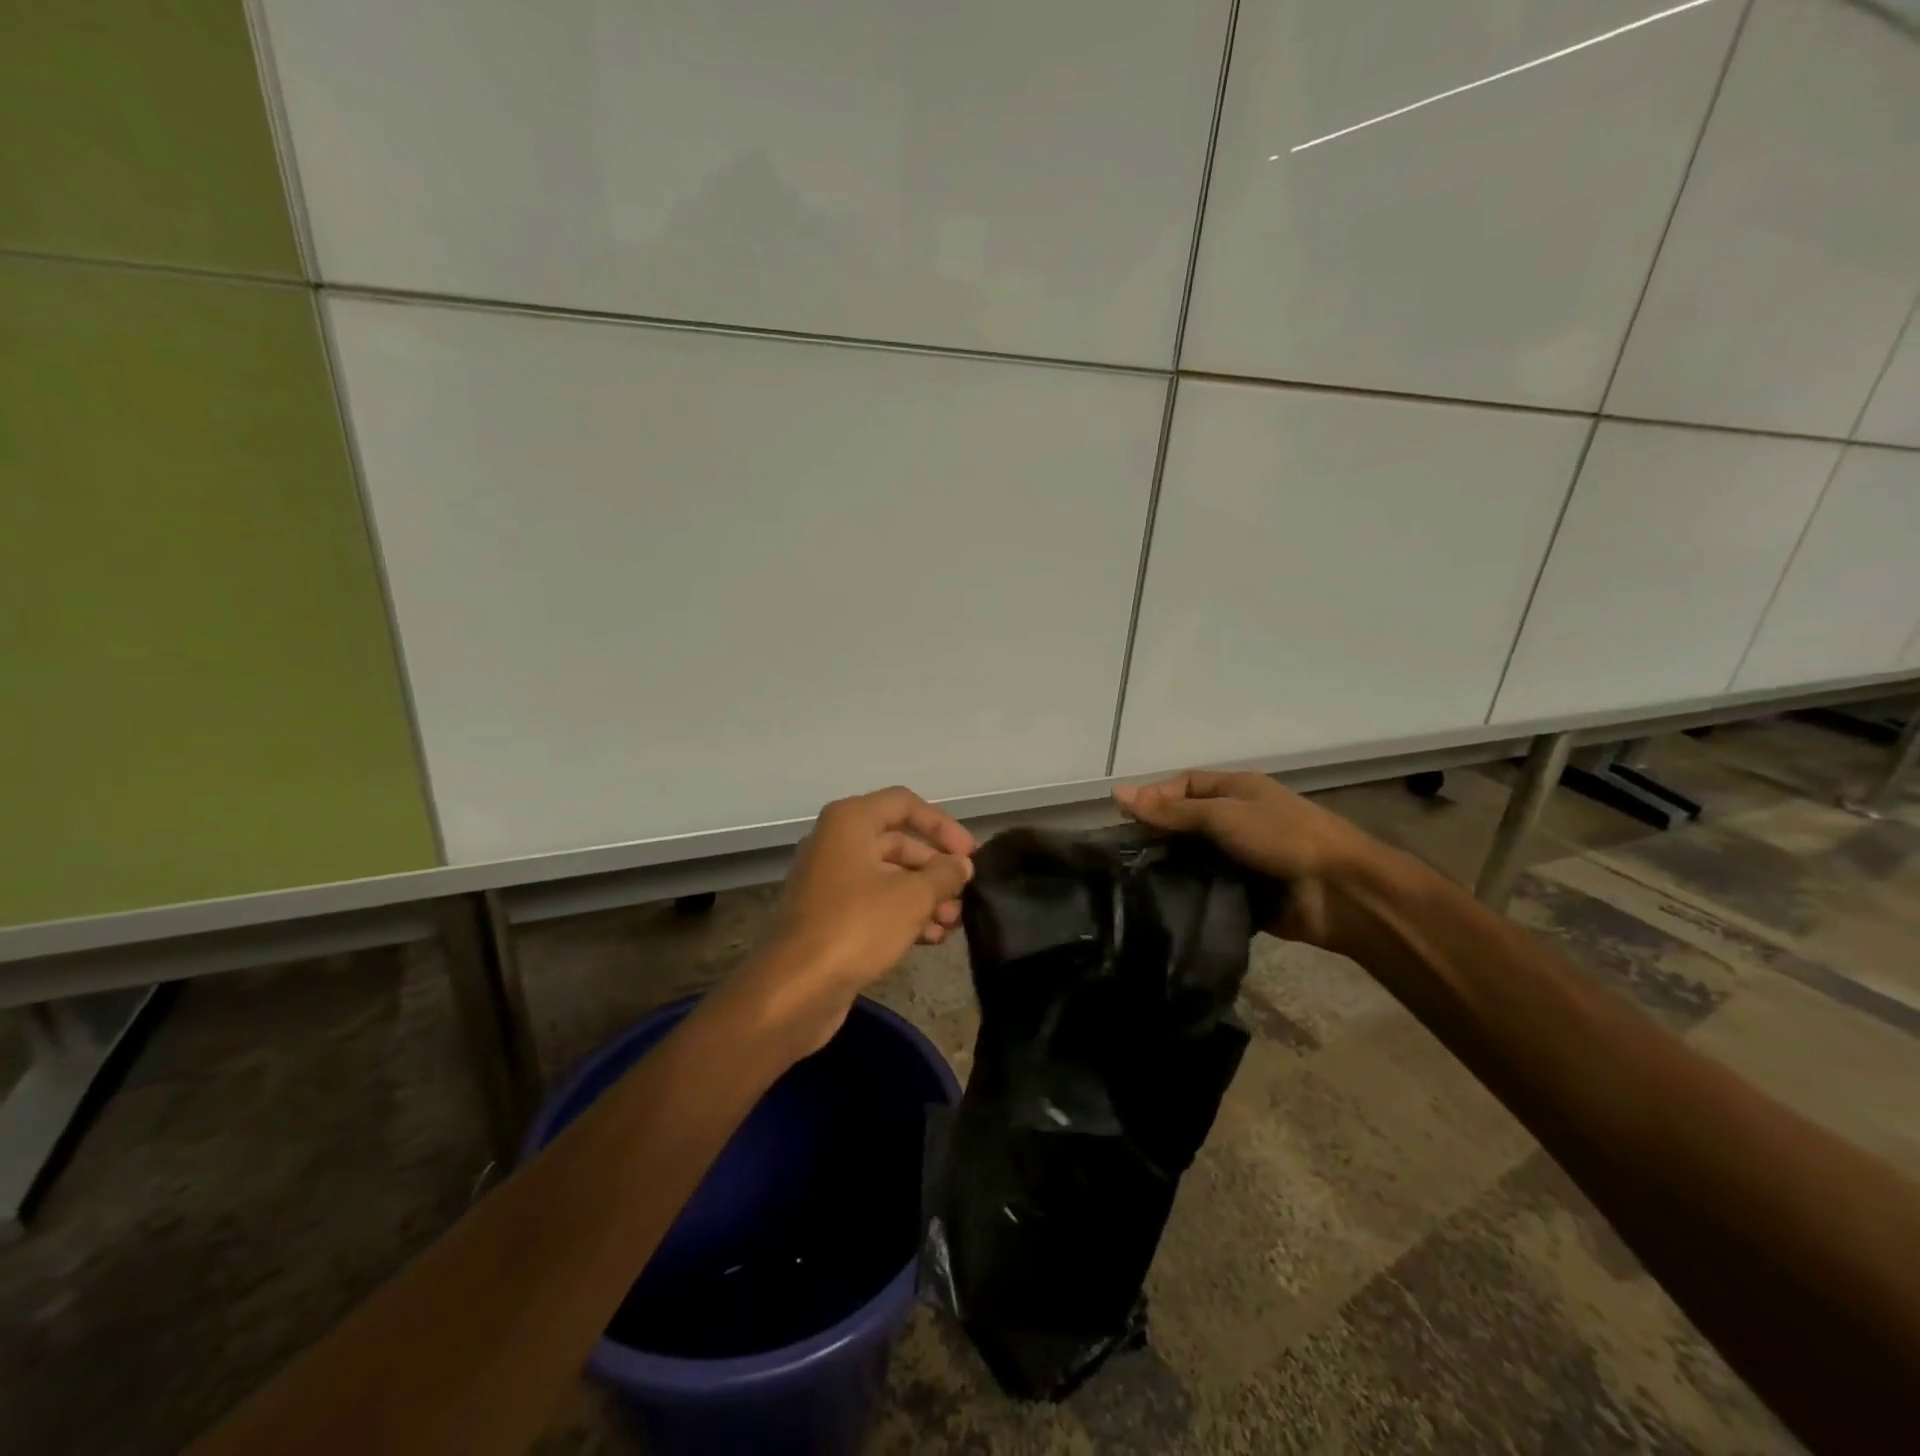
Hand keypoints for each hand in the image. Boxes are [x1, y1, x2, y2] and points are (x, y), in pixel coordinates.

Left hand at [740, 787, 974, 1053]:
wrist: (796, 989)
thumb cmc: (857, 926)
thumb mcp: (912, 896)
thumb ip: (944, 874)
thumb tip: (961, 865)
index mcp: (850, 822)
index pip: (905, 804)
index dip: (942, 825)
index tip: (970, 854)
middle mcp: (837, 842)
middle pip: (900, 843)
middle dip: (936, 869)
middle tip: (965, 896)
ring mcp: (831, 881)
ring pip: (890, 877)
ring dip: (925, 897)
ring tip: (953, 924)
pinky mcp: (831, 916)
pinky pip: (876, 903)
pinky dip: (904, 915)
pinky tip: (932, 939)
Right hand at [1113, 770, 1380, 947]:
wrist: (1341, 893)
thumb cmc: (1283, 838)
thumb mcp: (1223, 815)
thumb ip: (1171, 811)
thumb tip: (1118, 793)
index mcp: (1237, 791)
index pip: (1184, 785)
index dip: (1154, 796)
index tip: (1122, 818)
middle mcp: (1237, 821)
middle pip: (1186, 823)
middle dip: (1157, 835)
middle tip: (1120, 855)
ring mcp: (1241, 859)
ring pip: (1193, 858)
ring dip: (1169, 867)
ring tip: (1131, 881)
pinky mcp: (1243, 894)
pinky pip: (1207, 889)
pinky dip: (1187, 894)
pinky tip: (1158, 903)